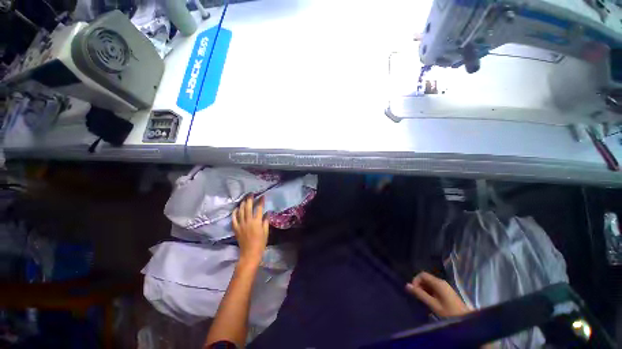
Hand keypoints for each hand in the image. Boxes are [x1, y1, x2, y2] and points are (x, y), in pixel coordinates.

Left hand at [232, 195, 268, 266]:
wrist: (249, 253)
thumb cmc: (260, 243)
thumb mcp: (266, 232)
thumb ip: (266, 221)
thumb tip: (267, 212)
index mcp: (257, 222)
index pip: (259, 208)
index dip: (261, 201)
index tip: (262, 196)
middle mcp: (248, 221)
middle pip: (248, 207)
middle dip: (250, 199)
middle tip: (251, 194)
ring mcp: (241, 224)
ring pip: (240, 211)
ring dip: (242, 203)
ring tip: (244, 198)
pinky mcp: (236, 228)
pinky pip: (234, 218)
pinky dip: (235, 212)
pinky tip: (236, 208)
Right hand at [406, 272, 470, 317]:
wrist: (466, 320)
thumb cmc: (449, 312)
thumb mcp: (433, 304)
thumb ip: (420, 294)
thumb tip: (407, 285)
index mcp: (438, 283)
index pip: (422, 275)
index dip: (415, 281)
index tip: (414, 291)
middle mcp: (441, 282)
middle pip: (426, 278)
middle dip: (419, 286)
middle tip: (418, 297)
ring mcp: (445, 287)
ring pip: (430, 284)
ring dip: (424, 290)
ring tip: (424, 300)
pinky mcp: (446, 292)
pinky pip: (434, 288)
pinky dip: (429, 292)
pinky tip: (430, 301)